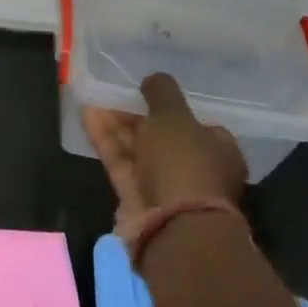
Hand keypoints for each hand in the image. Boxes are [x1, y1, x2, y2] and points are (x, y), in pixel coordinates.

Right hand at [83, 72, 246, 224]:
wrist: (173, 228)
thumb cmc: (184, 163)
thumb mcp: (174, 116)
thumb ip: (162, 93)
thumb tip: (154, 78)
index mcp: (219, 150)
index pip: (196, 123)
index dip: (170, 107)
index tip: (146, 92)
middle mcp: (195, 170)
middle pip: (162, 136)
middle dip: (136, 115)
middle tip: (113, 93)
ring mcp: (166, 188)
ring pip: (138, 150)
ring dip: (116, 126)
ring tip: (93, 99)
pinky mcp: (138, 201)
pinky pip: (121, 164)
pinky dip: (106, 142)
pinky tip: (88, 117)